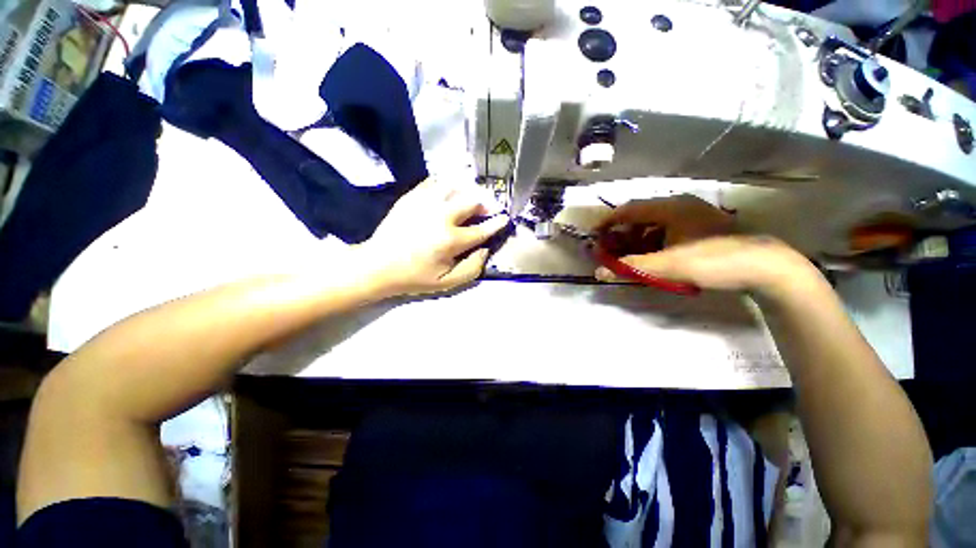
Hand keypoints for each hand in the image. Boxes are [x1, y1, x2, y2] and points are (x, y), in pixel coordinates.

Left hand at [353, 178, 508, 297]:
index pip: (482, 229)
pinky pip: (434, 182)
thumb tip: (485, 250)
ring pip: (455, 186)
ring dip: (467, 191)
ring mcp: (425, 203)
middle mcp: (441, 217)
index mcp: (451, 240)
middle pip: (471, 201)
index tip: (505, 218)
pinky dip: (446, 185)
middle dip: (484, 204)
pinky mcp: (411, 197)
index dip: (497, 223)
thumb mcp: (446, 283)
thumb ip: (472, 269)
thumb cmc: (414, 277)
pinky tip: (448, 192)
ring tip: (469, 198)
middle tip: (487, 208)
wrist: (377, 265)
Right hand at [594, 195, 817, 297]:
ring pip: (654, 224)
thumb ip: (630, 268)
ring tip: (628, 255)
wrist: (766, 267)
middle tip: (609, 248)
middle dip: (621, 232)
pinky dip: (652, 242)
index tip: (593, 234)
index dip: (608, 221)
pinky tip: (652, 256)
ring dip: (636, 238)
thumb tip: (598, 272)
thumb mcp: (667, 266)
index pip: (629, 209)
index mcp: (671, 207)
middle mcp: (680, 206)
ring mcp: (693, 216)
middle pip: (640, 216)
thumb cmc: (713, 260)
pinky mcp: (701, 228)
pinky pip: (667, 230)